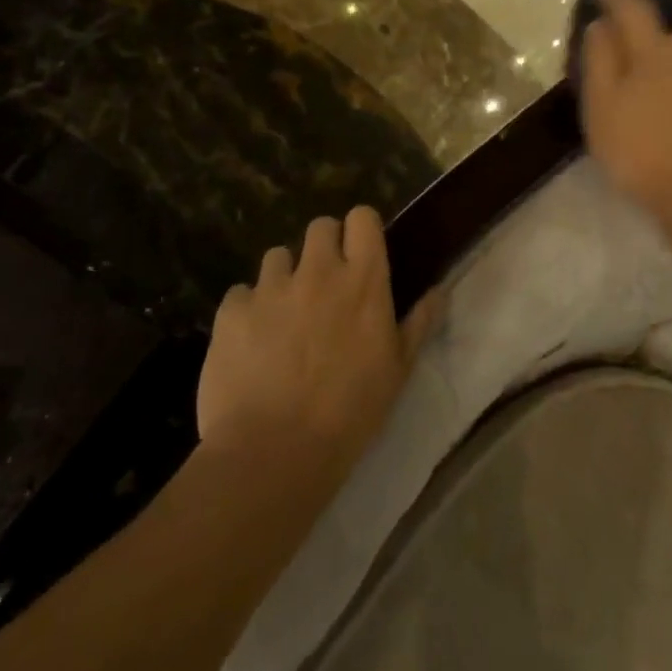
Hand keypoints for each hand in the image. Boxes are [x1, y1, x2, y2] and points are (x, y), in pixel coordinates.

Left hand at [197, 207, 442, 479]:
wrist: (275, 451)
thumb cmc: (350, 411)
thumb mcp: (398, 369)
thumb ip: (418, 322)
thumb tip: (439, 290)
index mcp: (363, 280)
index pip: (362, 218)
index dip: (360, 230)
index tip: (361, 252)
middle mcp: (318, 271)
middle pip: (319, 227)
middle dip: (324, 246)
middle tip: (325, 284)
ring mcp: (271, 288)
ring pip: (278, 256)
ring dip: (285, 276)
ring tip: (284, 314)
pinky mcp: (232, 311)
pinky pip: (241, 293)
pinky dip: (249, 309)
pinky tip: (252, 341)